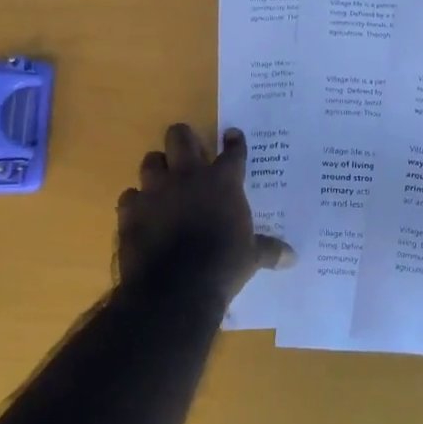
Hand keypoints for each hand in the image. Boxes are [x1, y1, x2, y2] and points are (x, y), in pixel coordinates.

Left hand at [115, 124, 294, 302]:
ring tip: (163, 180)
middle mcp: (188, 176)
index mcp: (222, 182)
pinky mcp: (130, 210)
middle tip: (189, 149)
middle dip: (184, 138)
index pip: (232, 151)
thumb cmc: (222, 266)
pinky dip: (136, 202)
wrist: (176, 288)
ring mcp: (155, 190)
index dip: (234, 141)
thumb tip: (293, 257)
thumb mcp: (251, 258)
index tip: (232, 135)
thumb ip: (269, 250)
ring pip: (150, 160)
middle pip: (180, 137)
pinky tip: (142, 213)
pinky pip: (130, 196)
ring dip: (157, 168)